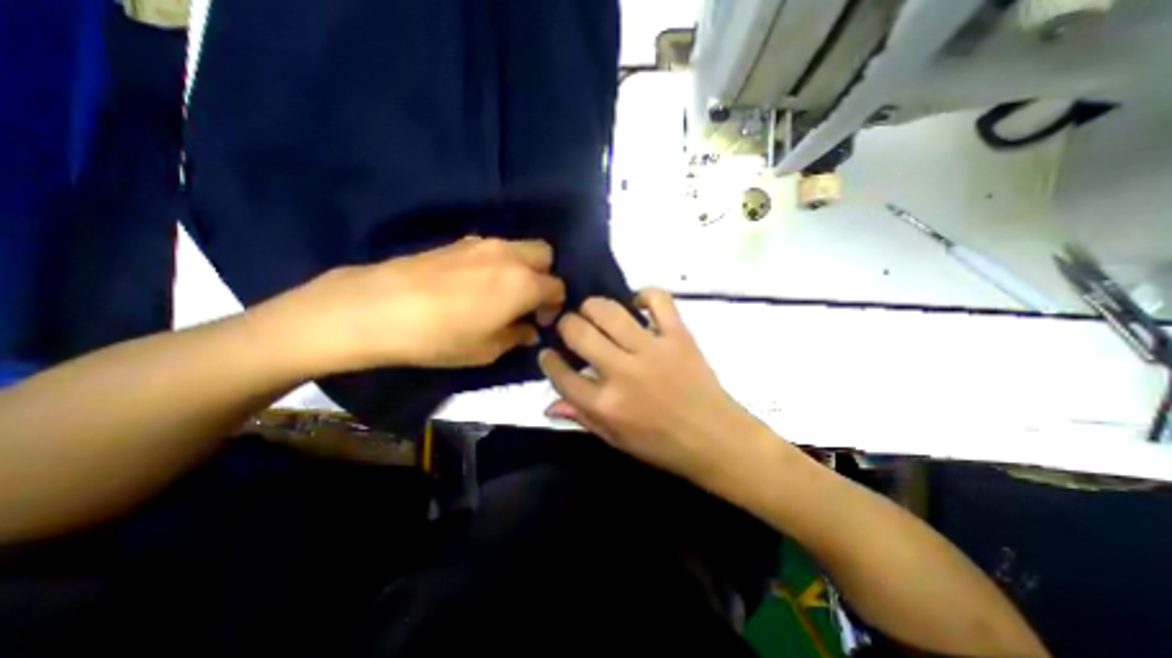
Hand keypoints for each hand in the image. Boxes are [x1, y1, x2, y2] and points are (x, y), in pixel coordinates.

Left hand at [277, 237, 562, 373]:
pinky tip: (477, 282)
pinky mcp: (459, 241)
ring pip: (520, 247)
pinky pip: (494, 247)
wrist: (376, 308)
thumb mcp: (487, 349)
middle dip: (546, 276)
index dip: (555, 305)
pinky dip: (499, 262)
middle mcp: (510, 256)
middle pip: (546, 254)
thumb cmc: (440, 337)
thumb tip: (529, 330)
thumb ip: (517, 336)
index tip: (540, 321)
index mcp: (524, 283)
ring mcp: (483, 244)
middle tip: (529, 300)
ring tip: (503, 291)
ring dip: (523, 267)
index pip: (557, 287)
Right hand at [536, 291, 770, 484]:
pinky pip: (658, 300)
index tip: (549, 352)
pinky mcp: (678, 336)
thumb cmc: (663, 446)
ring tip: (594, 312)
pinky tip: (637, 304)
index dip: (548, 360)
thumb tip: (549, 403)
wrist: (716, 440)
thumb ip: (582, 418)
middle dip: (566, 324)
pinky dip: (644, 294)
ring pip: (609, 311)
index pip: (562, 375)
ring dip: (593, 306)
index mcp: (606, 405)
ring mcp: (652, 350)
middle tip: (572, 327)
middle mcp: (623, 372)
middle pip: (579, 333)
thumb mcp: (616, 440)